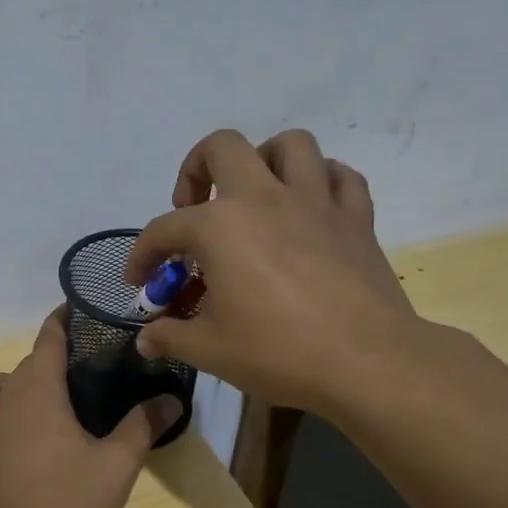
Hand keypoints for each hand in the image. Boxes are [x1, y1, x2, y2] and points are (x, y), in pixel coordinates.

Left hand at [0, 309, 181, 507]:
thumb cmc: (66, 506)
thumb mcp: (116, 467)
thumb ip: (142, 427)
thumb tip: (172, 399)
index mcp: (36, 392)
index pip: (48, 340)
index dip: (62, 322)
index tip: (73, 311)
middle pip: (18, 369)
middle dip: (40, 368)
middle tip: (65, 389)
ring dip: (1, 394)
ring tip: (23, 416)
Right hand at [126, 128, 422, 413]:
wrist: (368, 363)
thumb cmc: (279, 352)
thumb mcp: (209, 350)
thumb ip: (169, 337)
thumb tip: (145, 341)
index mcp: (220, 226)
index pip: (164, 229)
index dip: (143, 255)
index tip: (139, 282)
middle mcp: (264, 198)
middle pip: (222, 147)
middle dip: (197, 168)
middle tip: (195, 206)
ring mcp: (315, 202)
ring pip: (290, 145)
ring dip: (265, 160)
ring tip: (255, 195)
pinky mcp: (356, 218)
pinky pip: (341, 177)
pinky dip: (322, 182)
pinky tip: (310, 208)